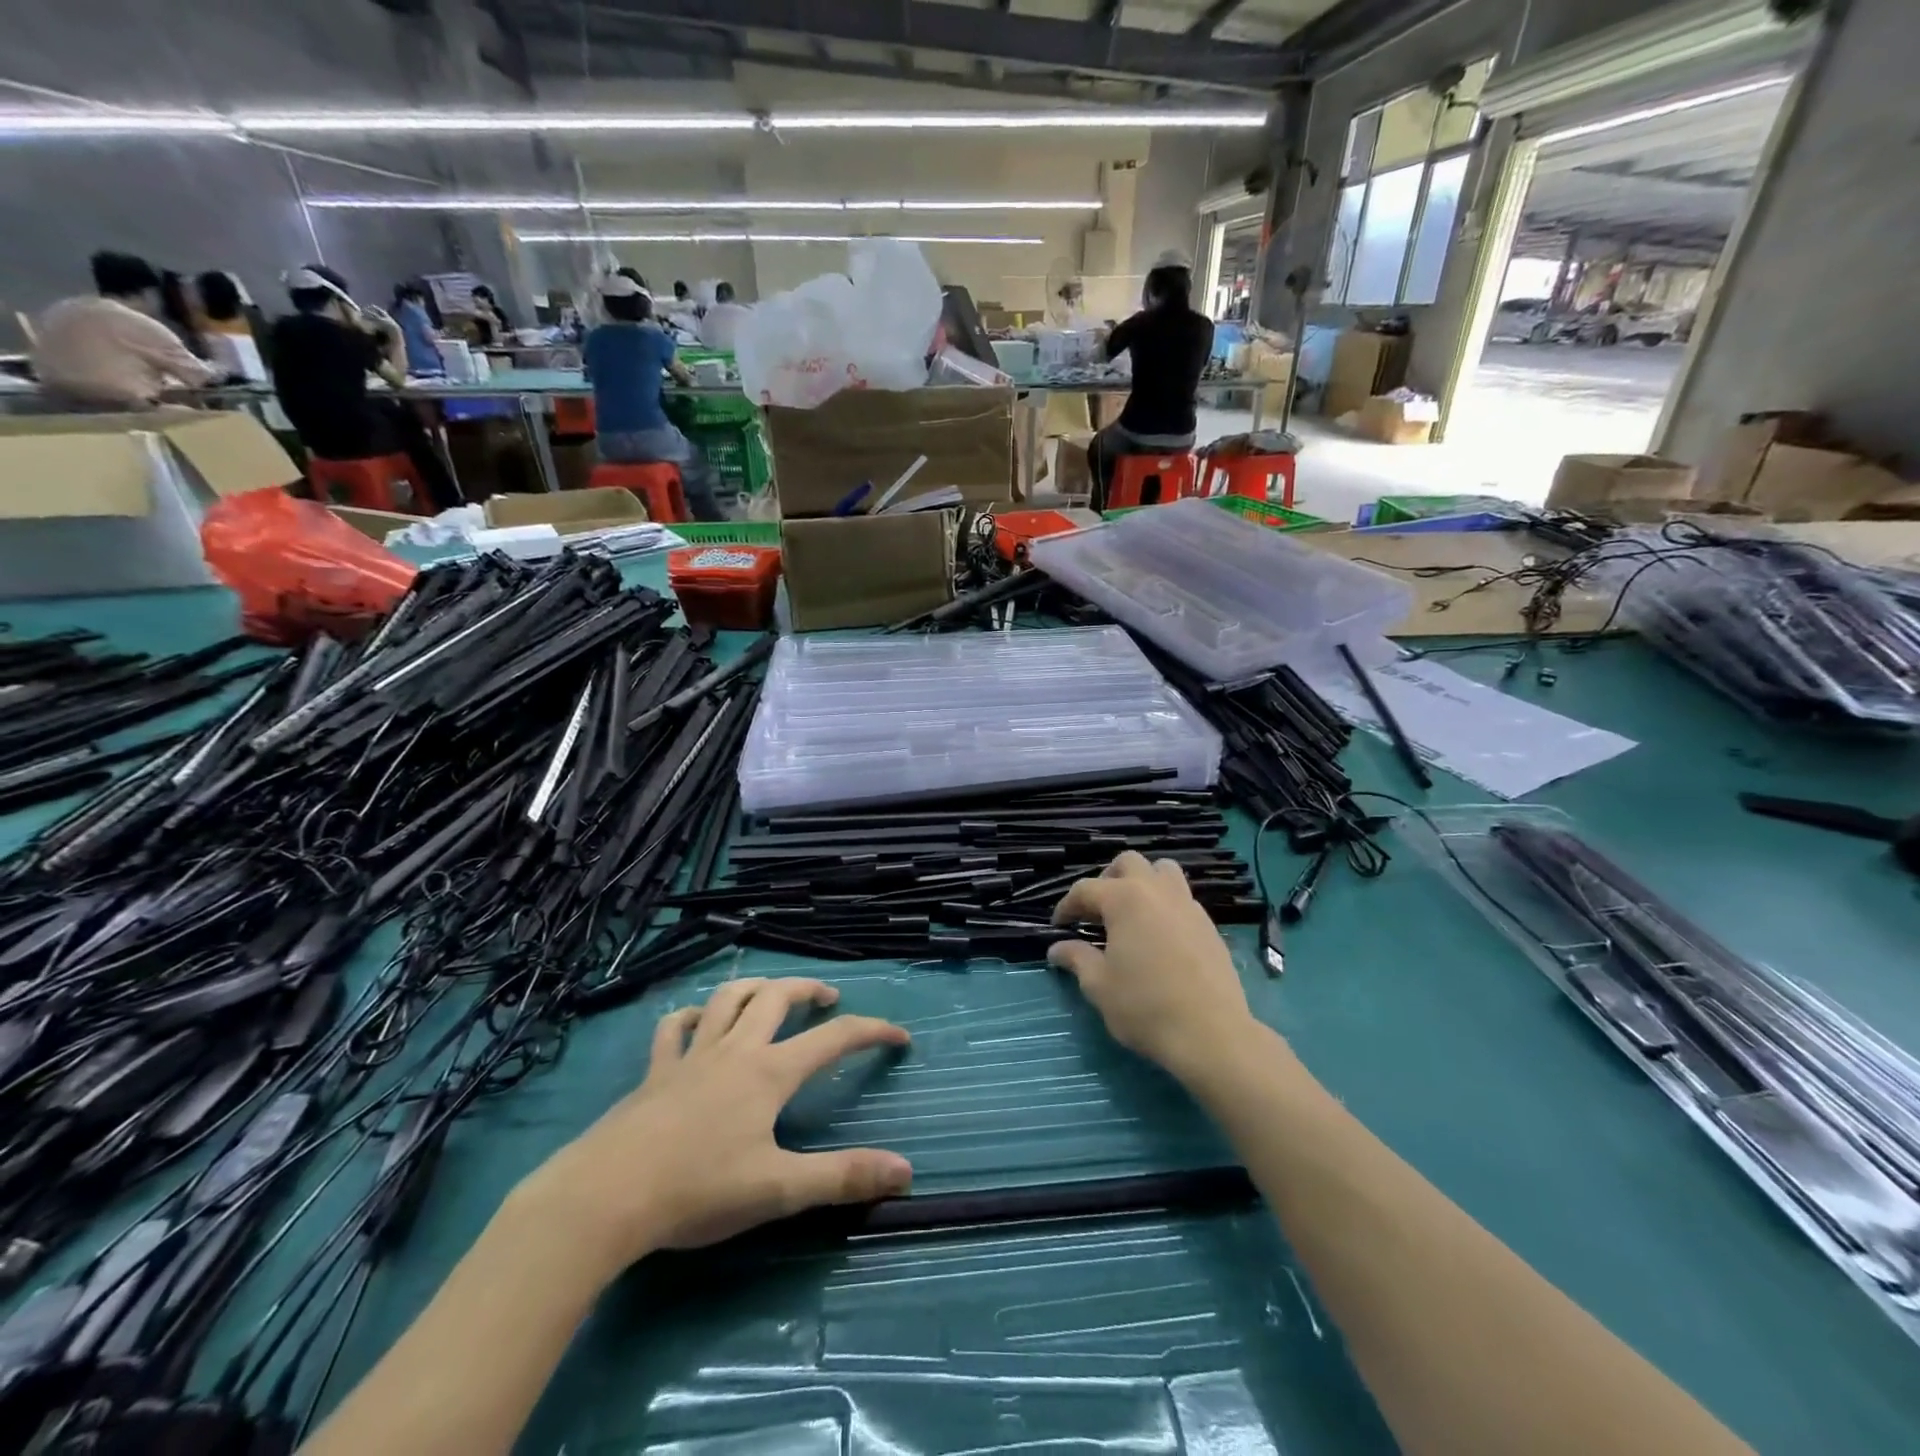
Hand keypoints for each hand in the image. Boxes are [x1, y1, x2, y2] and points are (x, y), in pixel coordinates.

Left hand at [523, 978, 911, 1270]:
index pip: (834, 1038)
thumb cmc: (697, 1190)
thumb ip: (842, 1178)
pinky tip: (696, 1021)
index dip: (871, 1031)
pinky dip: (690, 1016)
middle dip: (809, 990)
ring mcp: (691, 1056)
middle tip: (829, 999)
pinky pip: (674, 1028)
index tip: (899, 1036)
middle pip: (777, 997)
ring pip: (727, 998)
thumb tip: (906, 1171)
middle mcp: (735, 1050)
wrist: (606, 1197)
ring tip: (771, 994)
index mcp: (769, 1072)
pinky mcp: (655, 1071)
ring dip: (755, 988)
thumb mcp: (778, 1190)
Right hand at [1049, 851, 1253, 1081]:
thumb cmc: (1145, 1006)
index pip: (1086, 889)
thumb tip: (1056, 949)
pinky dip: (1165, 904)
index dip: (1067, 906)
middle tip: (1097, 911)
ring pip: (1163, 871)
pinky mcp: (1208, 924)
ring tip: (1131, 912)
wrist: (1211, 1034)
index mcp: (1124, 899)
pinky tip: (1159, 935)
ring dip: (1143, 882)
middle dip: (1107, 880)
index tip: (1059, 926)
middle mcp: (1156, 891)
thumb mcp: (1099, 985)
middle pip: (1128, 863)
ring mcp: (1187, 904)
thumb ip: (1077, 959)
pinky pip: (1182, 897)